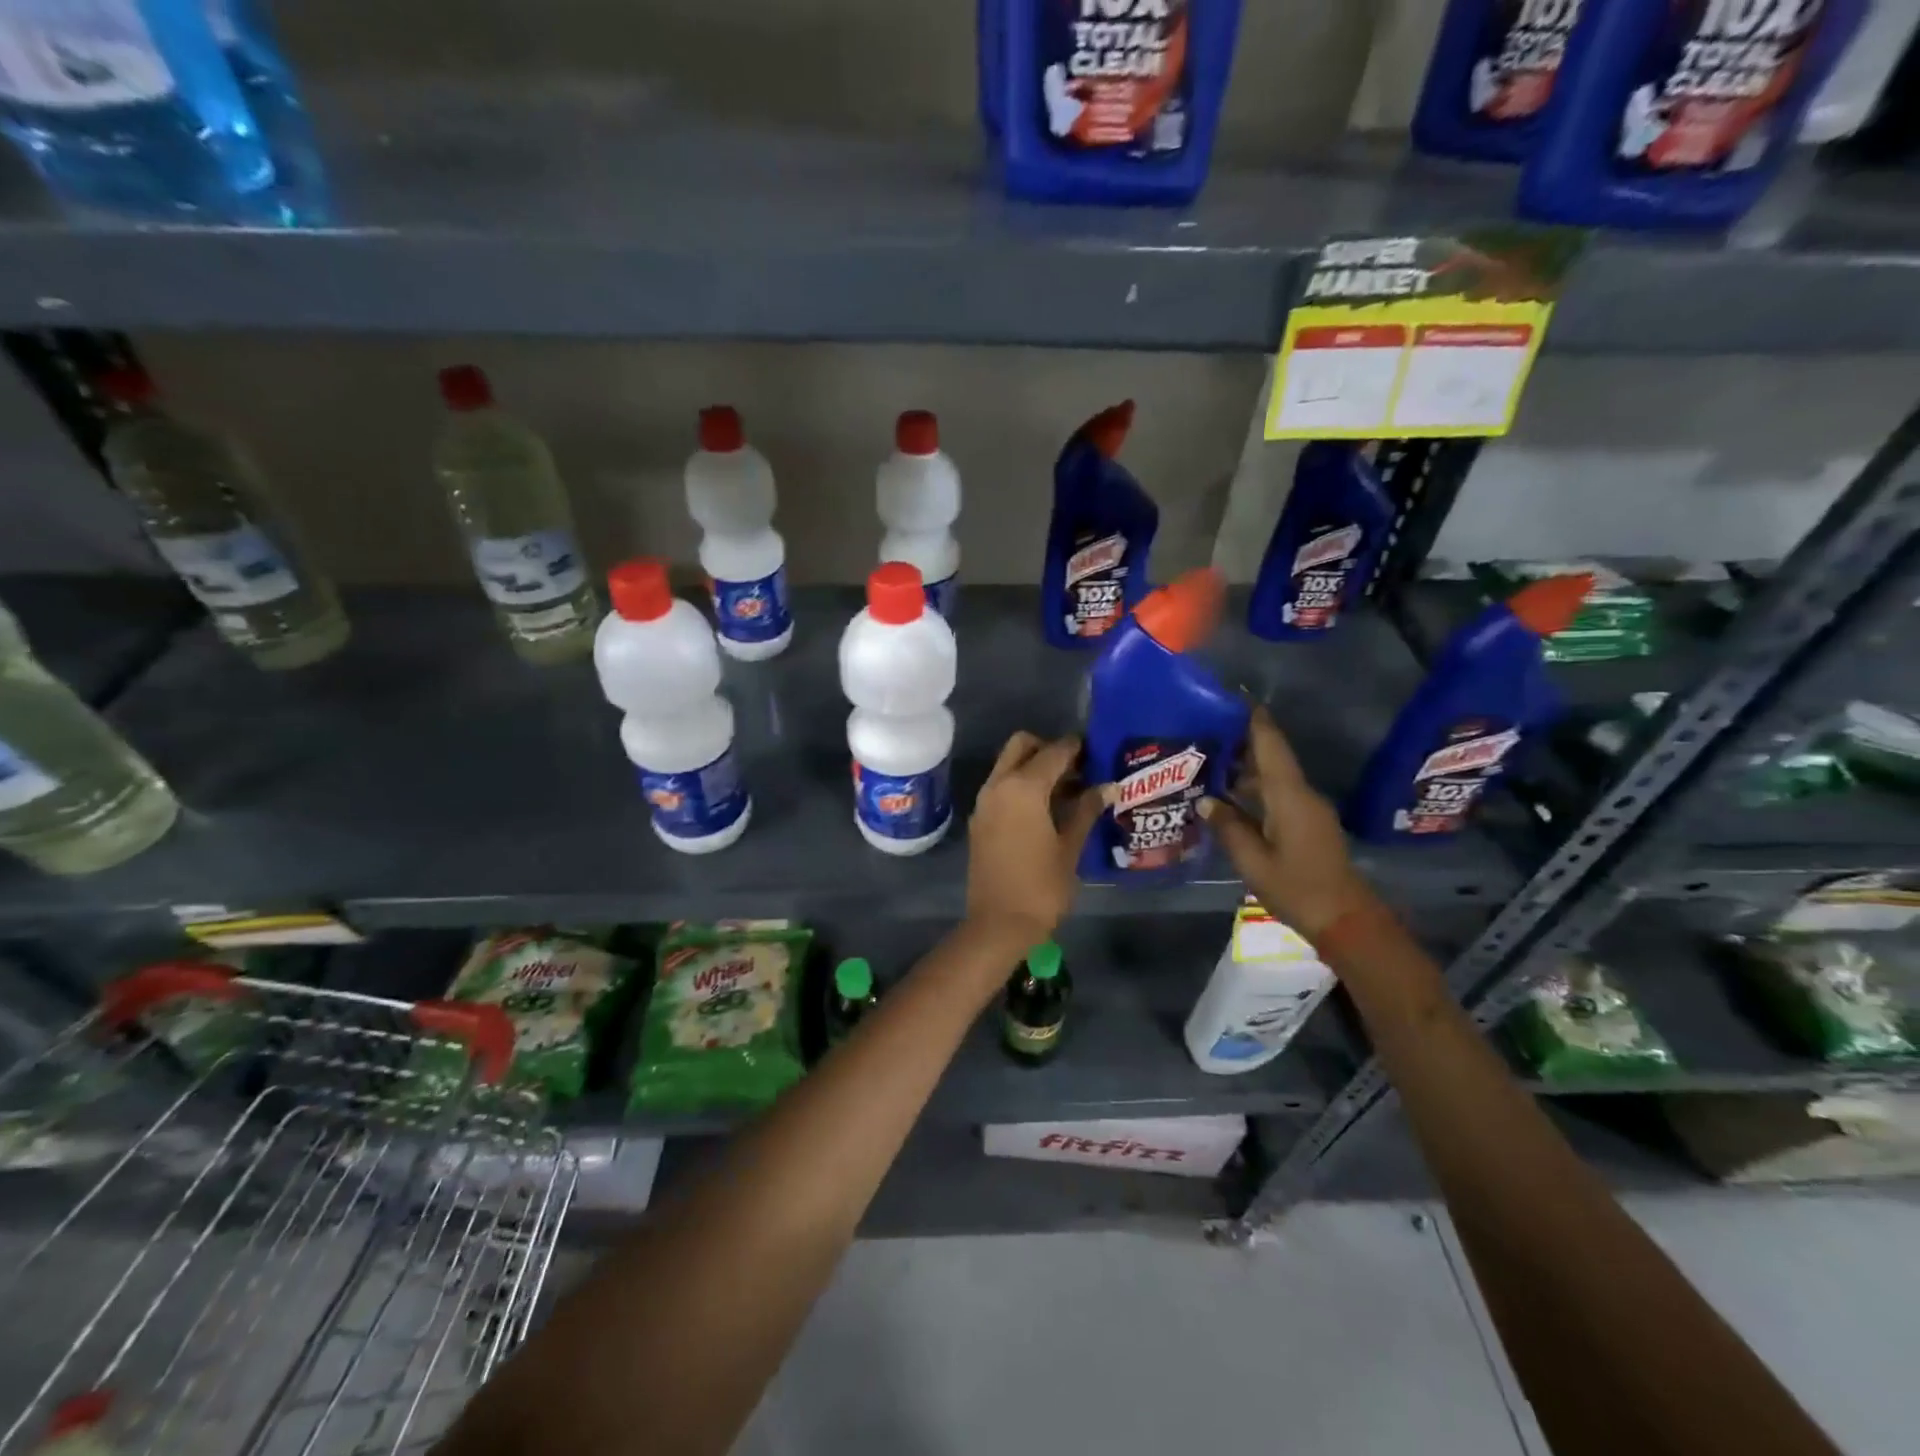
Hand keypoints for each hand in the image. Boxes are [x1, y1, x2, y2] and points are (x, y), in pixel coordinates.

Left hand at [965, 732, 1103, 952]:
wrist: (998, 924)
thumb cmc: (1042, 886)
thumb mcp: (1070, 847)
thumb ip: (1087, 810)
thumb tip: (1108, 786)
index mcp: (1023, 787)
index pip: (1054, 751)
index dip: (1077, 747)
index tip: (1097, 750)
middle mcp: (998, 785)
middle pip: (1022, 745)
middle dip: (1048, 748)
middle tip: (1077, 769)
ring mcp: (984, 802)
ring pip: (1007, 765)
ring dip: (1033, 767)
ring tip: (1066, 790)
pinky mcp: (979, 820)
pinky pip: (1000, 787)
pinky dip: (1020, 785)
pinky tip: (1045, 809)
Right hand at [1199, 706, 1379, 940]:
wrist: (1345, 919)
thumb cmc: (1296, 888)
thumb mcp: (1252, 861)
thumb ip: (1228, 827)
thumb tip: (1205, 801)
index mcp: (1289, 796)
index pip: (1271, 746)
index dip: (1255, 719)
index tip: (1236, 695)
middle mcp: (1301, 795)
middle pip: (1271, 758)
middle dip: (1242, 742)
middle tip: (1205, 731)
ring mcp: (1307, 810)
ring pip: (1273, 778)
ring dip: (1246, 769)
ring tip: (1209, 762)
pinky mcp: (1307, 825)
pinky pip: (1278, 795)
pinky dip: (1254, 790)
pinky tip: (1230, 797)